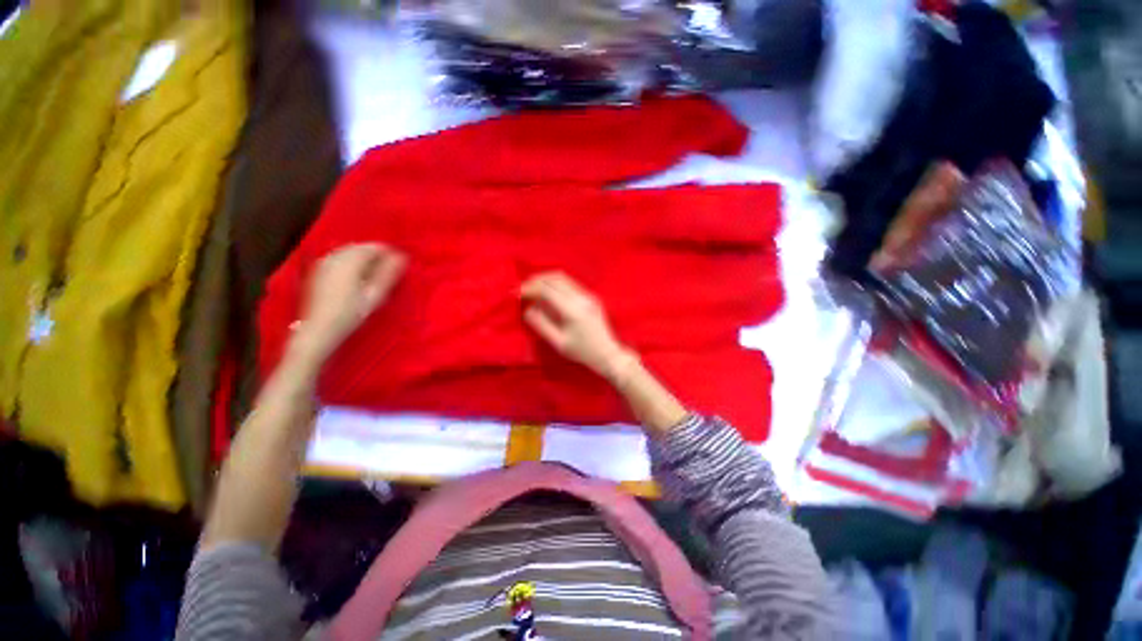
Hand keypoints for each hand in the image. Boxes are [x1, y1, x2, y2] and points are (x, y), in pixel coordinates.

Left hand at [294, 243, 405, 361]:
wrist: (319, 329)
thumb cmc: (351, 313)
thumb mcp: (375, 294)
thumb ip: (388, 273)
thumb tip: (402, 256)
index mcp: (350, 260)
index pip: (375, 247)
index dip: (390, 255)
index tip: (398, 268)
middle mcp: (335, 256)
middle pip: (361, 247)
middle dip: (376, 257)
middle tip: (387, 275)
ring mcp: (324, 262)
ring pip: (350, 252)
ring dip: (363, 261)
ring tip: (373, 278)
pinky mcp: (318, 270)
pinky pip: (340, 259)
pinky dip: (351, 264)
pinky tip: (356, 280)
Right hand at [521, 272, 633, 380]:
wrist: (608, 353)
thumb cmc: (582, 352)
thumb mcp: (559, 343)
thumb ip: (542, 325)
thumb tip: (528, 310)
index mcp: (572, 310)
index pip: (546, 290)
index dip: (529, 288)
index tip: (516, 293)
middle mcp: (581, 297)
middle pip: (554, 278)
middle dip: (535, 280)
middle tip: (522, 288)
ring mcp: (588, 295)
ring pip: (563, 277)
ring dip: (545, 279)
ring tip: (532, 287)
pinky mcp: (591, 296)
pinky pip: (570, 283)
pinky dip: (556, 283)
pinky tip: (548, 291)